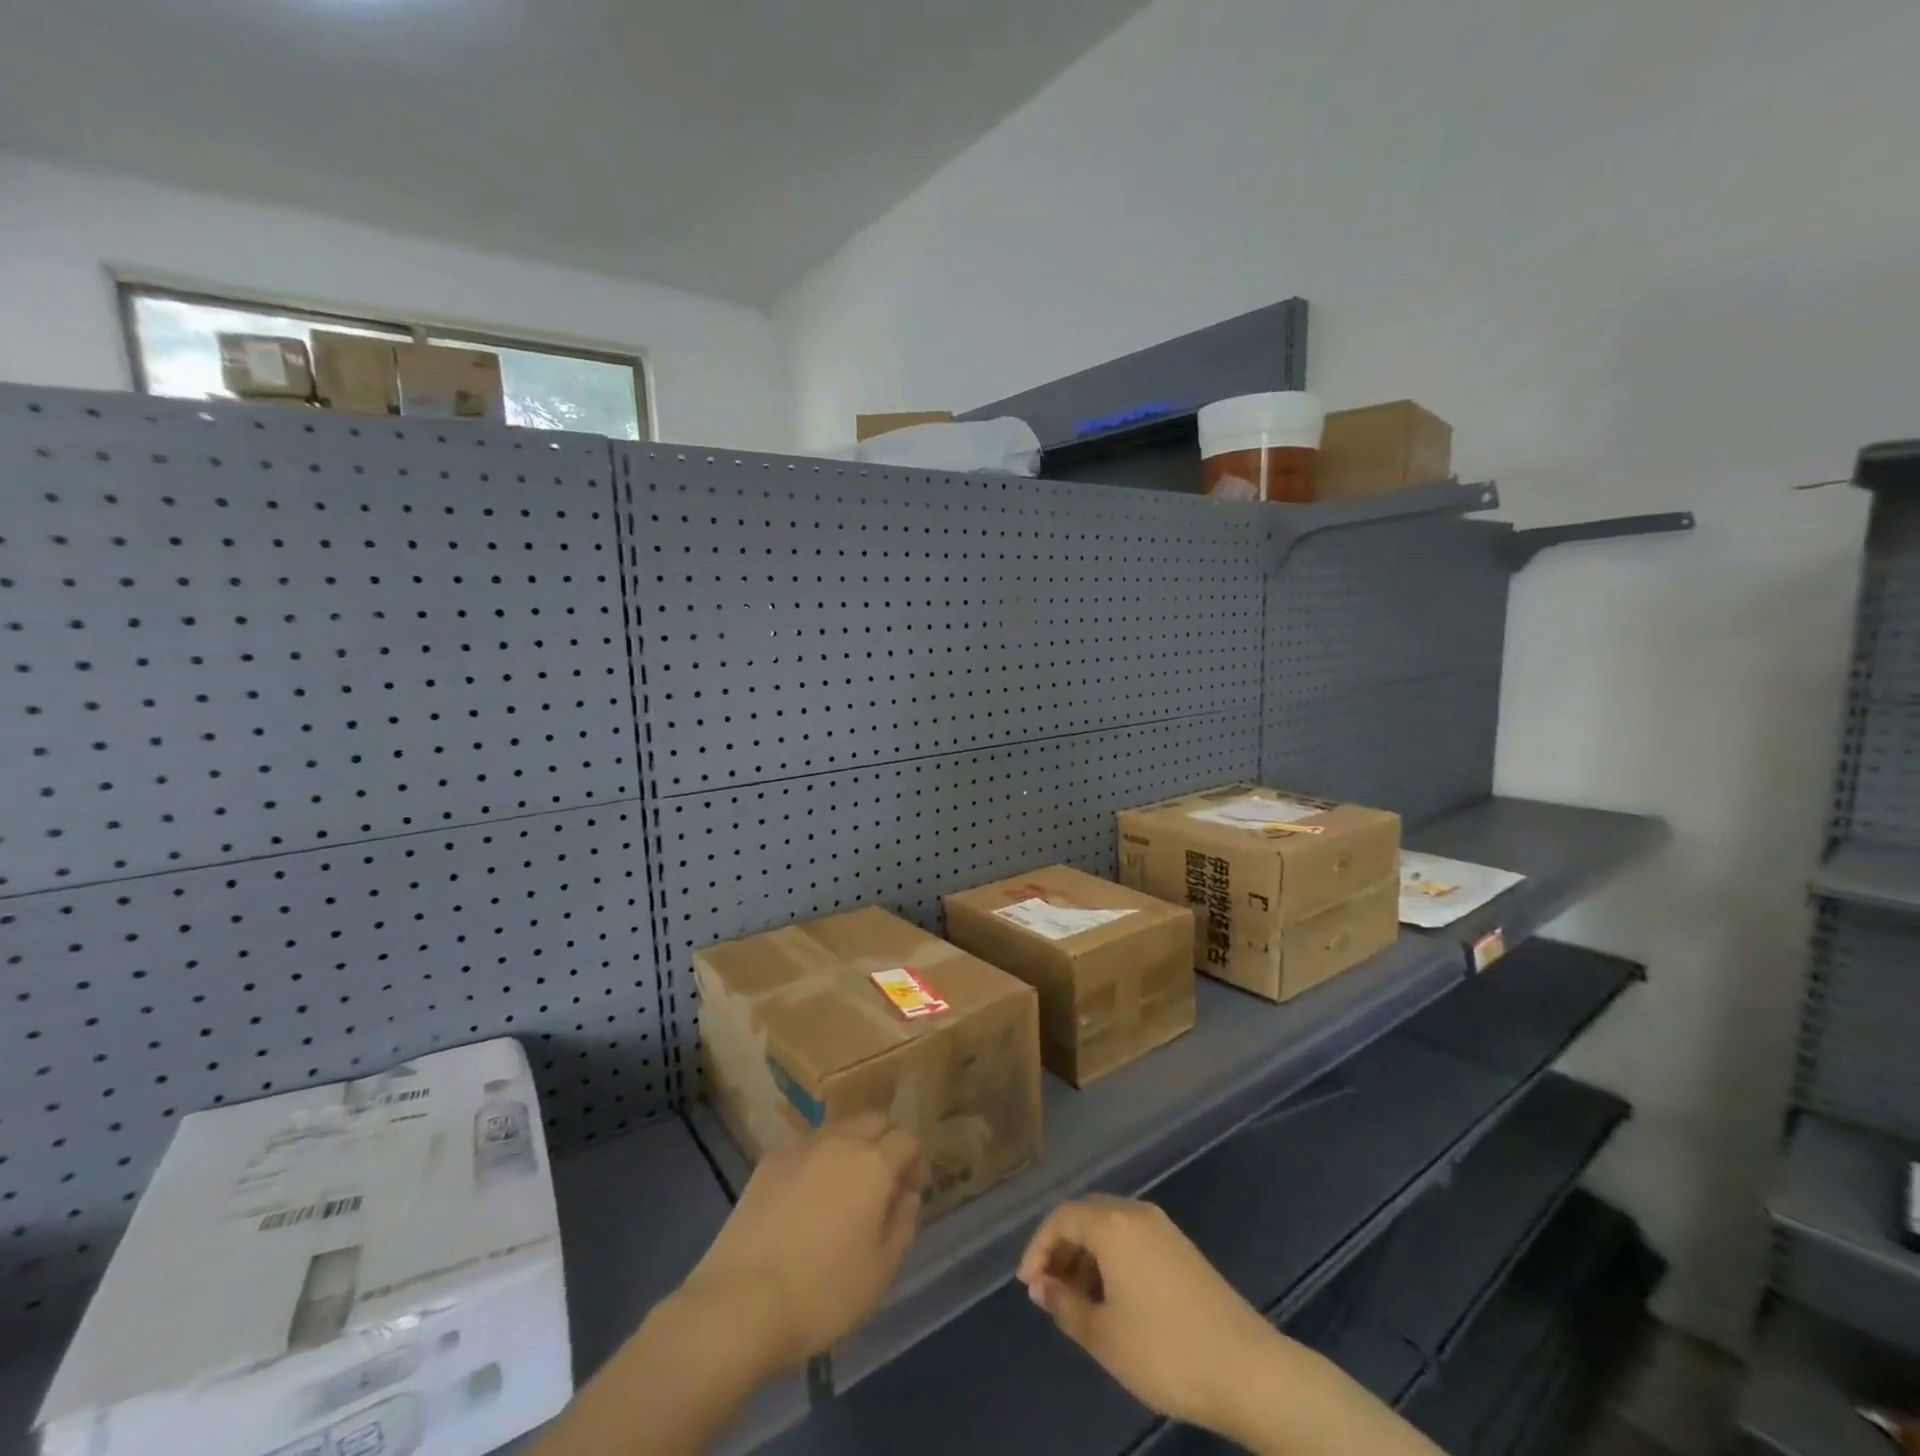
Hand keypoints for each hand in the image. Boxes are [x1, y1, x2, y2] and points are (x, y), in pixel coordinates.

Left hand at [680, 1114, 925, 1377]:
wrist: (740, 1304)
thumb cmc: (822, 1293)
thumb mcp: (880, 1273)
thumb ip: (902, 1225)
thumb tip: (906, 1197)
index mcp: (873, 1163)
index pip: (906, 1140)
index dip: (914, 1163)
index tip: (910, 1193)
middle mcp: (840, 1142)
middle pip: (873, 1122)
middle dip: (884, 1145)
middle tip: (881, 1187)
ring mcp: (800, 1148)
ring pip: (838, 1131)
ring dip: (850, 1150)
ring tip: (842, 1193)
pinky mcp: (768, 1163)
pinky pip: (805, 1151)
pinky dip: (816, 1164)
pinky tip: (805, 1203)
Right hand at [1017, 1196, 1287, 1437]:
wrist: (1246, 1368)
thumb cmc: (1165, 1350)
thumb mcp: (1104, 1336)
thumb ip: (1064, 1305)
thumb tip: (1041, 1285)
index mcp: (1112, 1223)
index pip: (1062, 1217)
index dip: (1038, 1246)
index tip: (1027, 1284)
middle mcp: (1136, 1212)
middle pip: (1086, 1214)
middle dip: (1061, 1247)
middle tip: (1047, 1288)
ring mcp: (1163, 1227)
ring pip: (1110, 1226)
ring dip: (1086, 1253)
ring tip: (1076, 1298)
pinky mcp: (1182, 1248)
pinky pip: (1132, 1237)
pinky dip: (1111, 1257)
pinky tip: (1112, 1297)